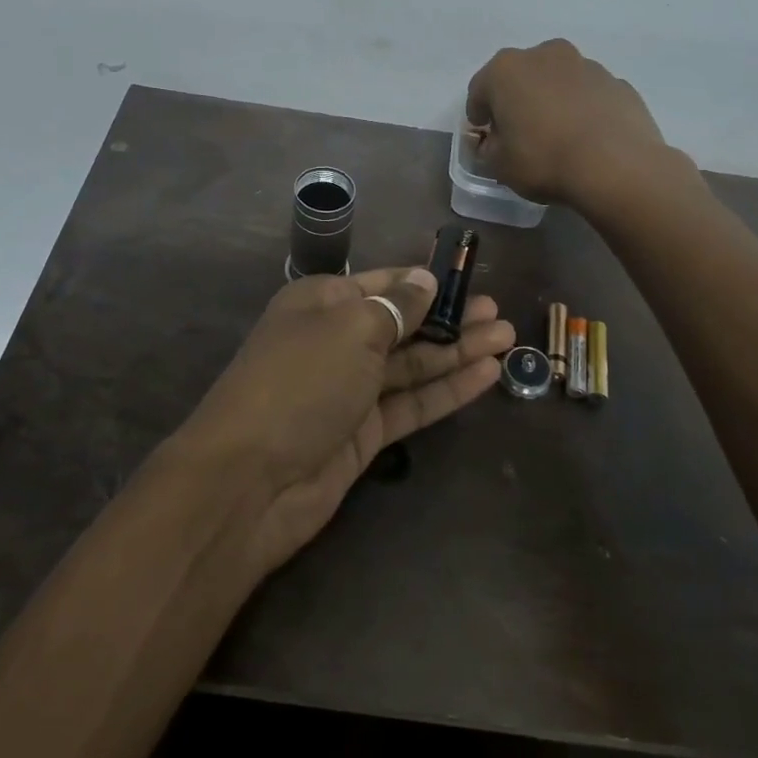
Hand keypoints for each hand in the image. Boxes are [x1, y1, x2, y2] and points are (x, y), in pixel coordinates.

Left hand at [177, 267, 514, 576]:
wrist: (251, 480)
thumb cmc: (301, 382)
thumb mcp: (351, 328)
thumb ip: (396, 306)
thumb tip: (423, 280)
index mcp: (322, 303)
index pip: (382, 283)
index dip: (424, 281)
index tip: (466, 276)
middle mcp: (336, 341)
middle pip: (402, 323)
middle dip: (449, 316)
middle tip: (498, 311)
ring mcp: (350, 389)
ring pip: (413, 364)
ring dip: (457, 351)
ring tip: (506, 337)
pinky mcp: (364, 432)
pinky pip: (412, 402)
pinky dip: (448, 389)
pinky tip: (487, 374)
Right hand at [465, 39, 666, 204]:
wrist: (617, 167)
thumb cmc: (544, 160)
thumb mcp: (499, 165)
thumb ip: (487, 148)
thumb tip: (491, 140)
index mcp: (507, 69)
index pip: (479, 89)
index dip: (479, 114)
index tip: (484, 136)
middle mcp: (546, 55)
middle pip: (521, 76)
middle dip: (517, 100)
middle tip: (520, 132)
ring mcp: (587, 65)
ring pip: (558, 81)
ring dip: (552, 101)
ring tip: (558, 137)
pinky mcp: (618, 83)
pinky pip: (589, 95)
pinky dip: (583, 109)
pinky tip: (587, 138)